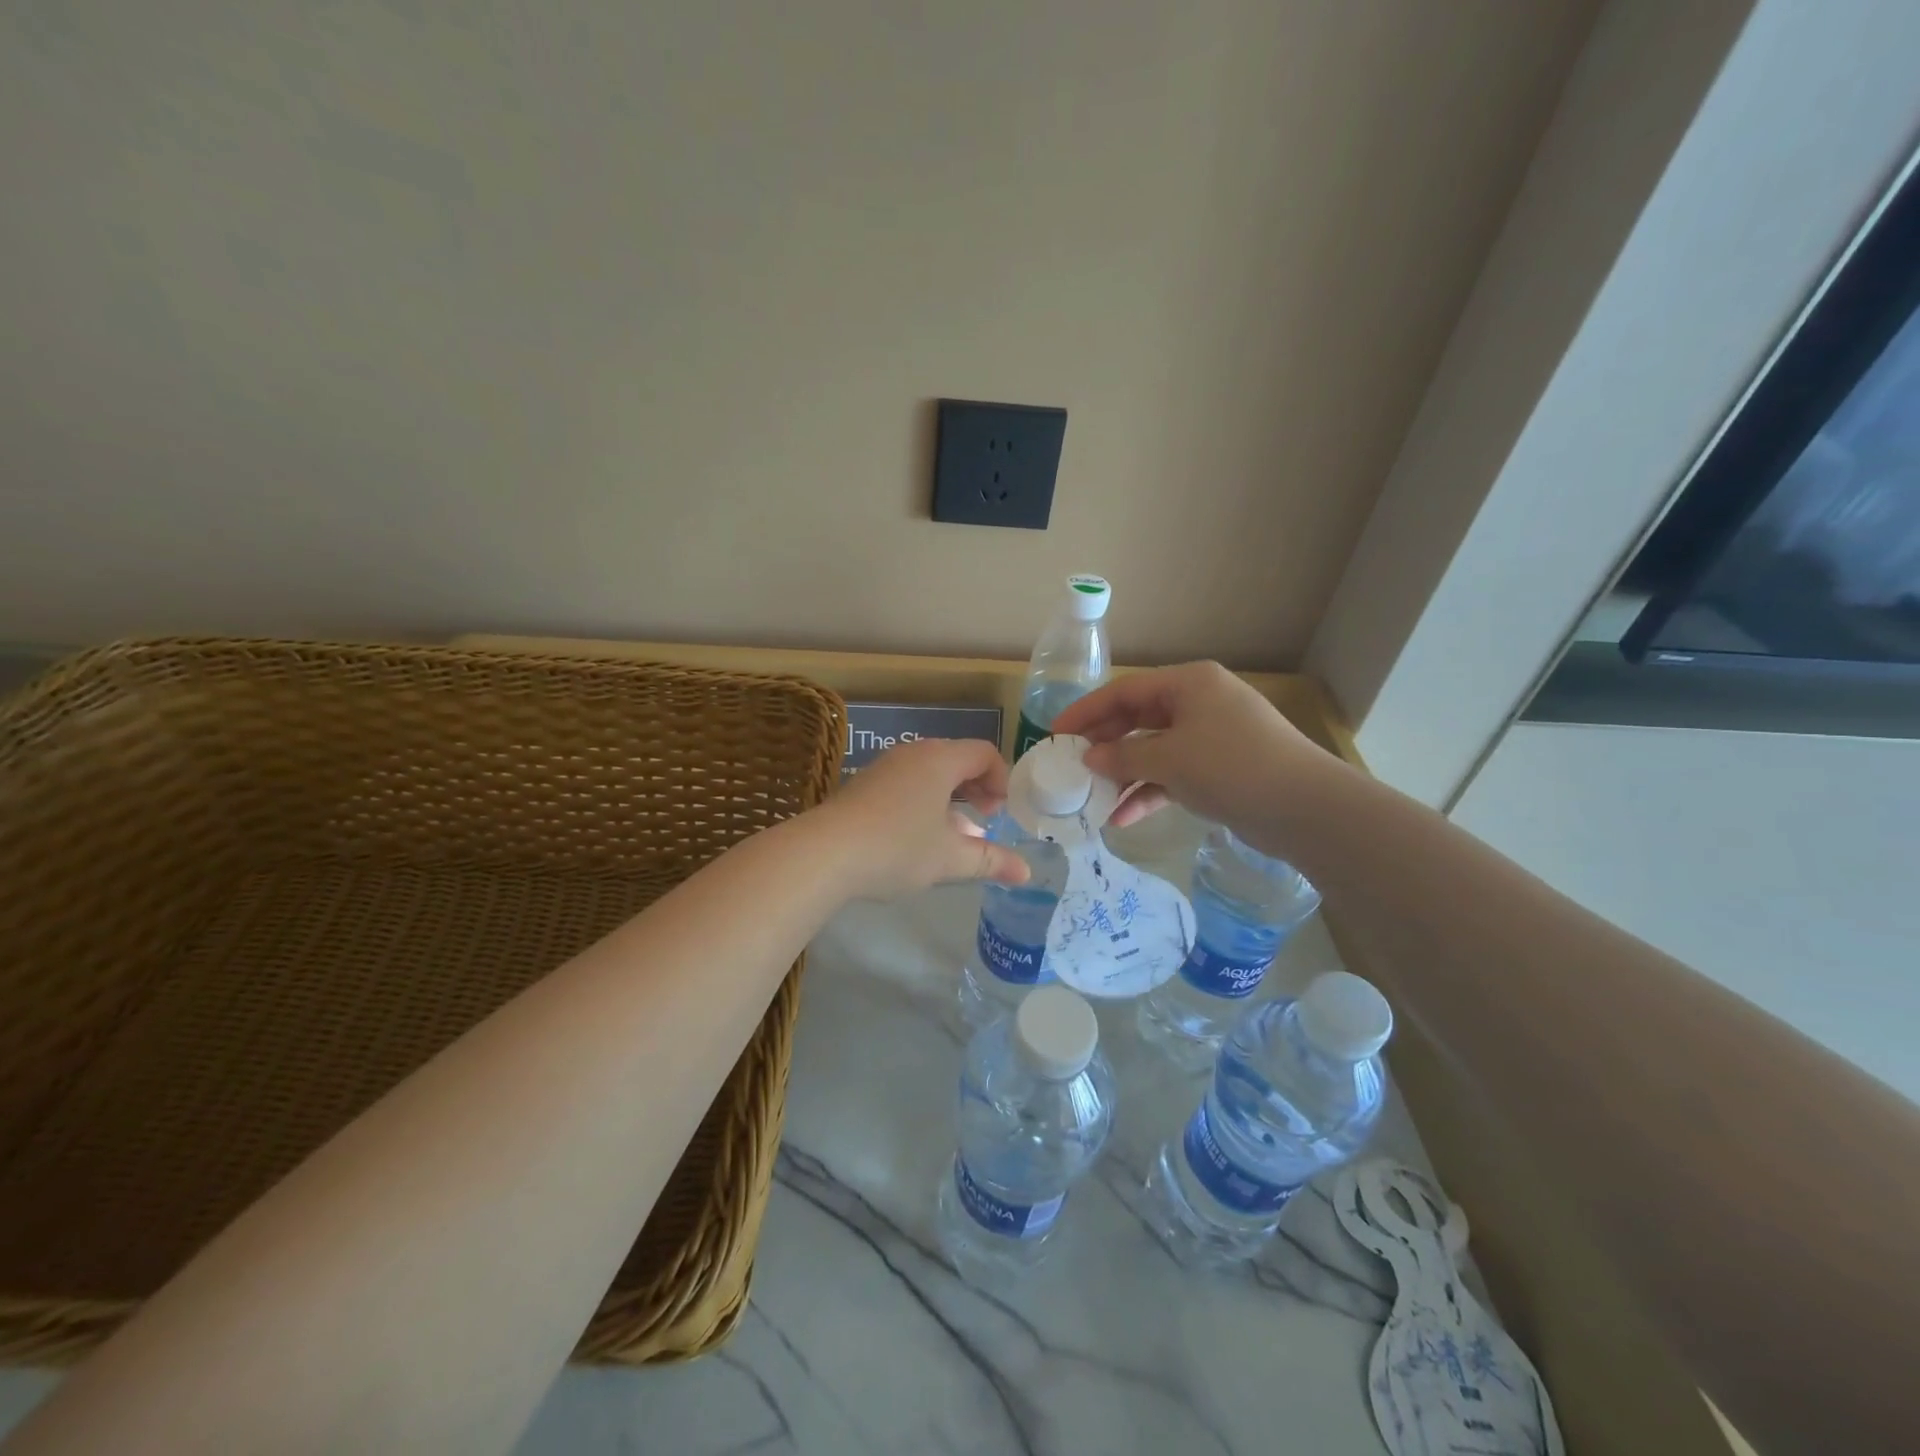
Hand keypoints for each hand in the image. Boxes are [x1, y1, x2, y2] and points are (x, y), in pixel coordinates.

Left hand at [817, 737, 1030, 898]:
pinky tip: (919, 836)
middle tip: (986, 817)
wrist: (824, 854)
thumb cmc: (897, 848)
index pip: (984, 752)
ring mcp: (884, 767)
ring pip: (929, 772)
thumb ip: (991, 861)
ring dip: (950, 797)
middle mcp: (913, 754)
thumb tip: (1026, 873)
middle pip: (957, 758)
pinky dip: (924, 801)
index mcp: (939, 760)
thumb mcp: (949, 858)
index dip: (1001, 779)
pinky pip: (906, 782)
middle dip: (977, 787)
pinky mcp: (863, 785)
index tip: (1002, 811)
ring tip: (955, 832)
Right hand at [1051, 662, 1340, 831]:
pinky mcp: (1219, 769)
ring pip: (1153, 751)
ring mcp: (1211, 737)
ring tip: (1091, 798)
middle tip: (1070, 766)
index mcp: (1188, 684)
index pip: (1124, 691)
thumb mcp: (1170, 759)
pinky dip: (1149, 792)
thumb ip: (1123, 757)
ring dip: (1124, 775)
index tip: (1055, 733)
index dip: (1086, 711)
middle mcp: (1199, 703)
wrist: (1305, 808)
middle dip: (1104, 745)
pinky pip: (1172, 775)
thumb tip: (1089, 758)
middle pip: (1137, 720)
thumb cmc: (1232, 767)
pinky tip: (1122, 818)